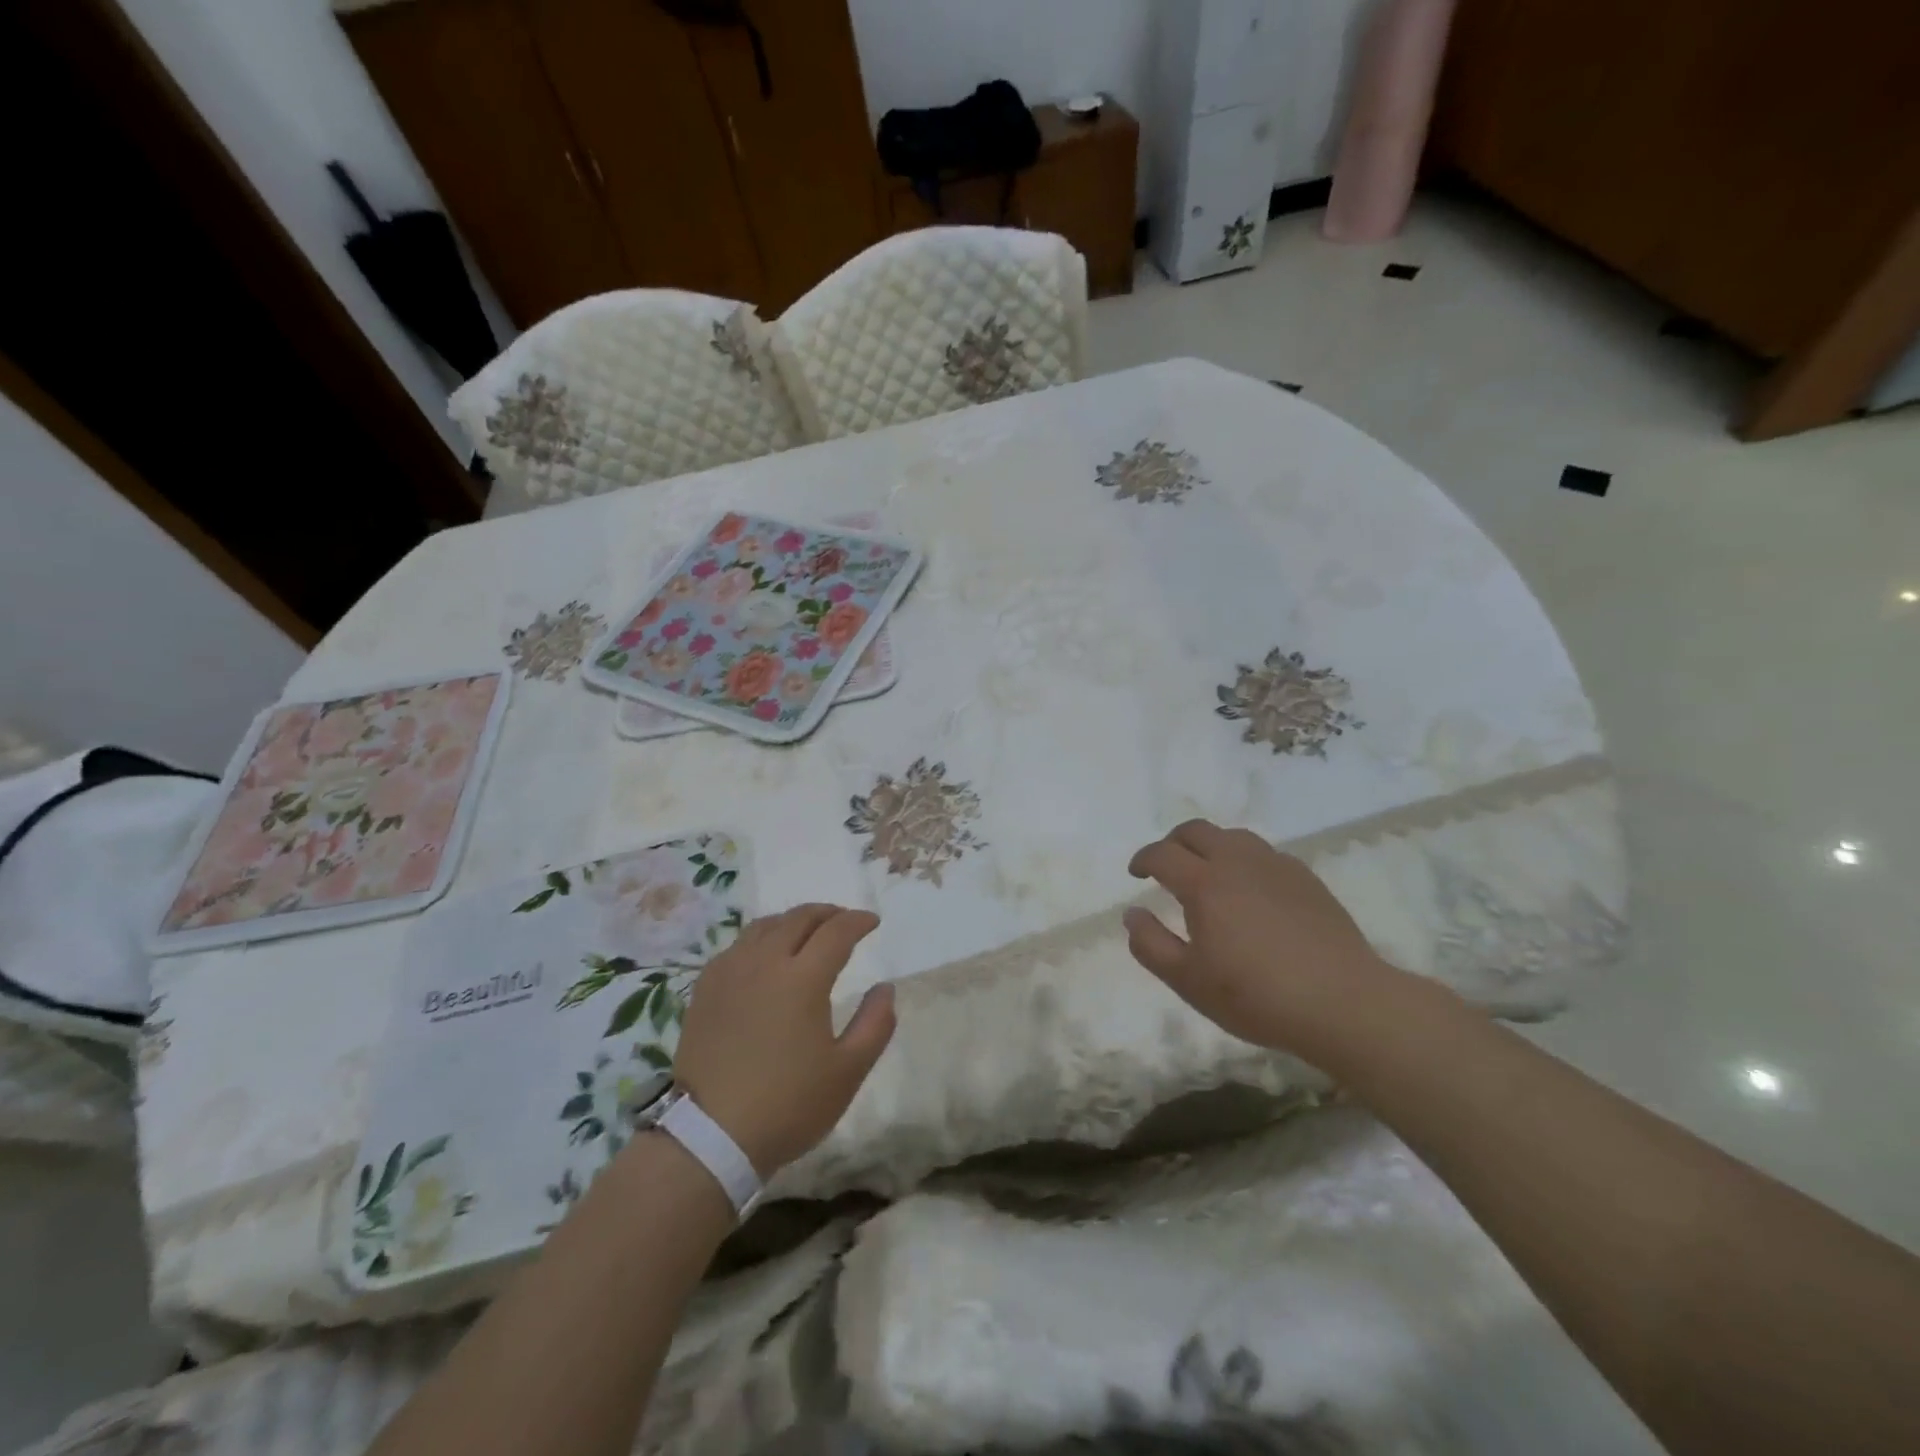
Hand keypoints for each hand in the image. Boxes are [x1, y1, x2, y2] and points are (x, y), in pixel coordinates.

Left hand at [671, 904, 893, 1176]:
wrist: (710, 1137)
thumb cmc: (788, 1104)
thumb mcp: (848, 1072)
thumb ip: (875, 1024)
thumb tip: (885, 988)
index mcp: (803, 978)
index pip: (837, 931)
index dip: (858, 921)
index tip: (872, 922)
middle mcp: (765, 962)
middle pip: (799, 918)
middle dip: (827, 913)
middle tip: (844, 921)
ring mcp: (730, 972)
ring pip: (765, 926)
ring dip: (793, 921)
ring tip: (807, 933)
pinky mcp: (705, 988)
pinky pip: (738, 946)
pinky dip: (761, 939)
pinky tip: (765, 957)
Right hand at [1124, 820, 1409, 1061]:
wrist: (1343, 1002)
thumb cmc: (1255, 996)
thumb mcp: (1188, 981)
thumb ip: (1151, 944)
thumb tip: (1132, 913)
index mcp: (1204, 883)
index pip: (1162, 854)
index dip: (1143, 859)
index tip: (1136, 874)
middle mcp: (1237, 862)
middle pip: (1196, 830)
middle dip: (1173, 842)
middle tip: (1167, 867)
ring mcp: (1276, 866)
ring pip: (1233, 836)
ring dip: (1210, 846)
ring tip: (1208, 874)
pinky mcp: (1306, 878)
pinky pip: (1264, 854)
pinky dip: (1244, 860)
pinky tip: (1251, 890)